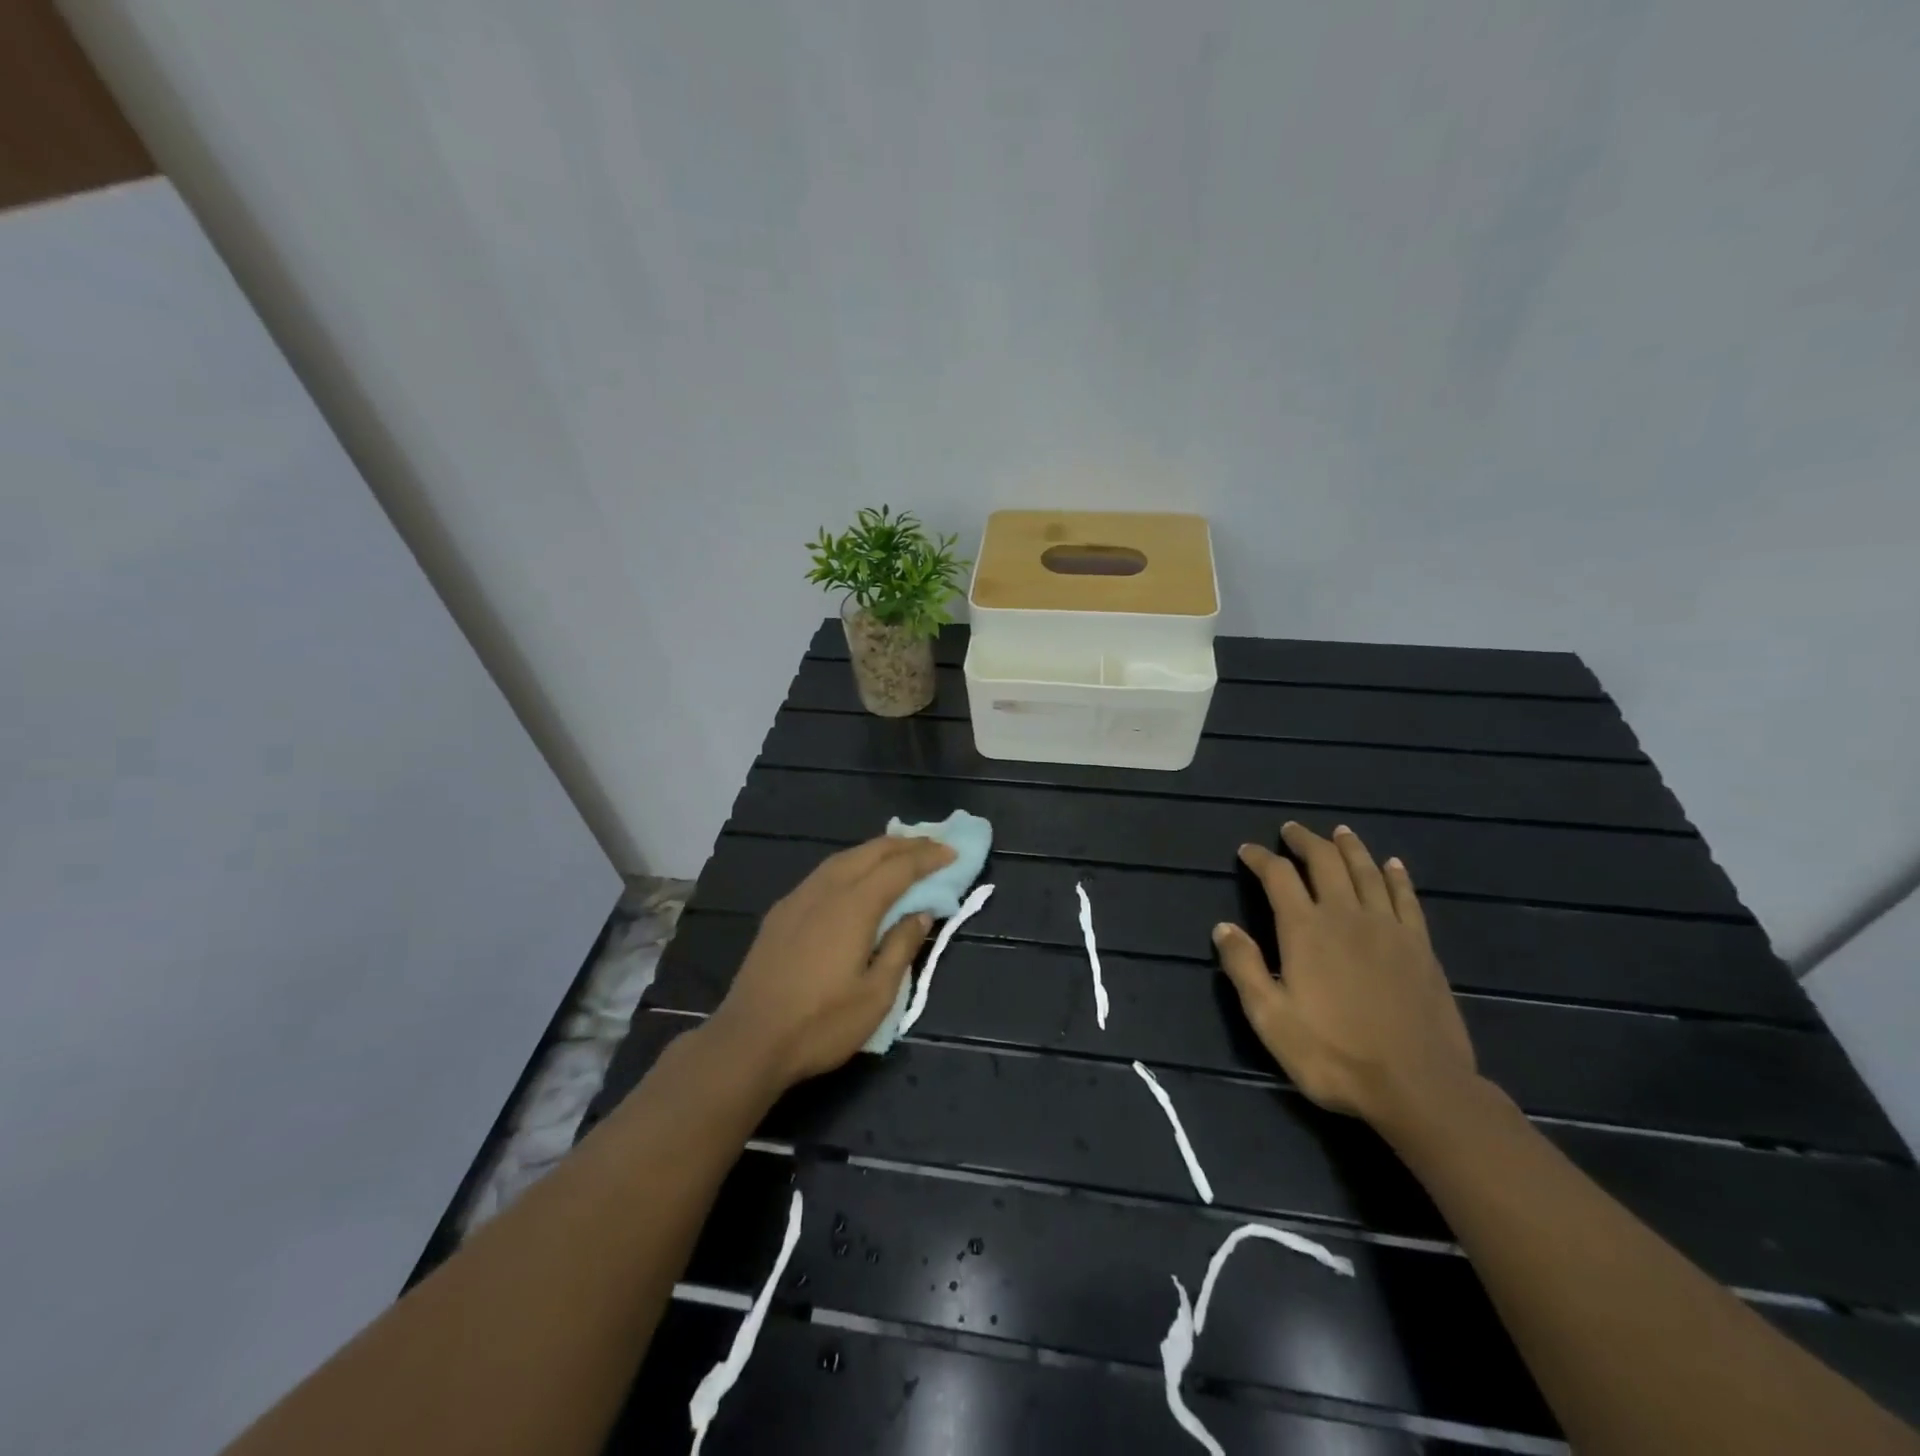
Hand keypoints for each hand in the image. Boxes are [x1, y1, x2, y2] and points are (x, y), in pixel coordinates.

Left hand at [704, 833, 955, 1094]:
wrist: (748, 1042)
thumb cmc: (820, 1024)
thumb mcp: (876, 995)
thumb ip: (901, 947)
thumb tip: (921, 913)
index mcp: (853, 906)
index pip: (898, 868)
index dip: (928, 857)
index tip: (953, 852)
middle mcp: (825, 891)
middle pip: (869, 853)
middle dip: (904, 845)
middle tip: (933, 846)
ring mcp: (798, 899)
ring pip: (843, 858)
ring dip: (875, 851)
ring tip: (899, 853)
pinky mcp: (780, 913)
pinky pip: (823, 873)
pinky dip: (850, 864)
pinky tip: (855, 878)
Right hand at [1213, 821, 1477, 1132]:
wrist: (1418, 1087)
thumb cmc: (1334, 1055)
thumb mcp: (1270, 1018)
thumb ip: (1245, 968)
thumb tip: (1223, 926)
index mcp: (1305, 930)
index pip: (1278, 876)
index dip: (1261, 858)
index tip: (1248, 851)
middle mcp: (1346, 916)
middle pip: (1325, 862)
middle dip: (1305, 841)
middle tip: (1292, 830)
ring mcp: (1388, 928)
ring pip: (1366, 872)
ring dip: (1350, 847)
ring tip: (1339, 832)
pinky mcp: (1420, 947)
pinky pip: (1406, 898)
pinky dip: (1396, 877)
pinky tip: (1393, 865)